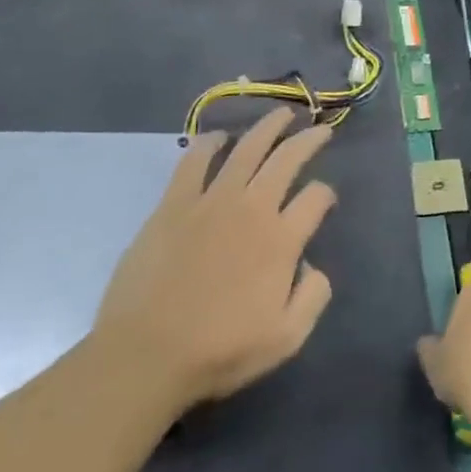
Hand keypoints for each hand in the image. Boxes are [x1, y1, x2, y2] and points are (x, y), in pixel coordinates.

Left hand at [94, 108, 336, 416]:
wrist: (145, 357)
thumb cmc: (218, 352)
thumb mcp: (286, 338)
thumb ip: (313, 297)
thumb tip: (312, 265)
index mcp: (281, 239)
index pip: (315, 198)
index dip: (325, 195)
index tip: (324, 200)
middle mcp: (252, 208)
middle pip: (287, 159)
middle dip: (308, 140)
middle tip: (319, 129)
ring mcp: (211, 201)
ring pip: (247, 149)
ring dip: (268, 127)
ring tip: (282, 114)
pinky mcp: (174, 204)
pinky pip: (194, 161)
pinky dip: (209, 144)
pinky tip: (218, 138)